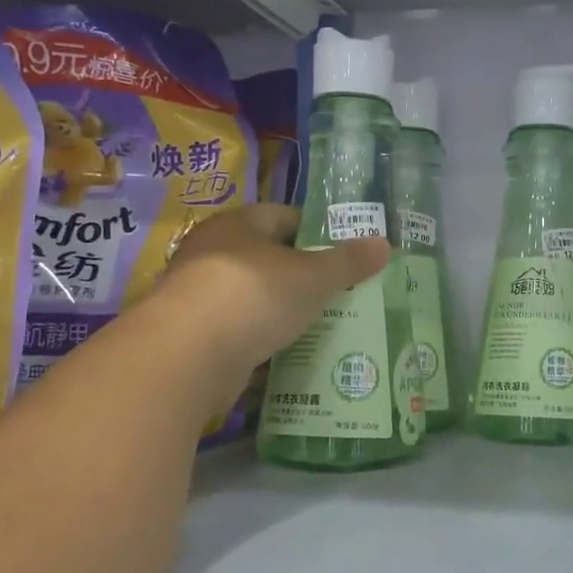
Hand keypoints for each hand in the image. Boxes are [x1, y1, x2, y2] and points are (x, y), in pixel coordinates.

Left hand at [154, 204, 389, 394]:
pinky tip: (288, 352)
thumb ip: (348, 261)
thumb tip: (385, 243)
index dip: (316, 230)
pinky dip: (261, 339)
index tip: (343, 252)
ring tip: (320, 323)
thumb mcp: (314, 276)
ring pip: (252, 296)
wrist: (186, 356)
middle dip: (301, 274)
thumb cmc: (254, 295)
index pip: (283, 216)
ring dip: (280, 309)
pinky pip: (239, 331)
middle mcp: (212, 253)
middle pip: (266, 257)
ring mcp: (198, 295)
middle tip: (339, 291)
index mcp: (238, 225)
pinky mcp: (193, 336)